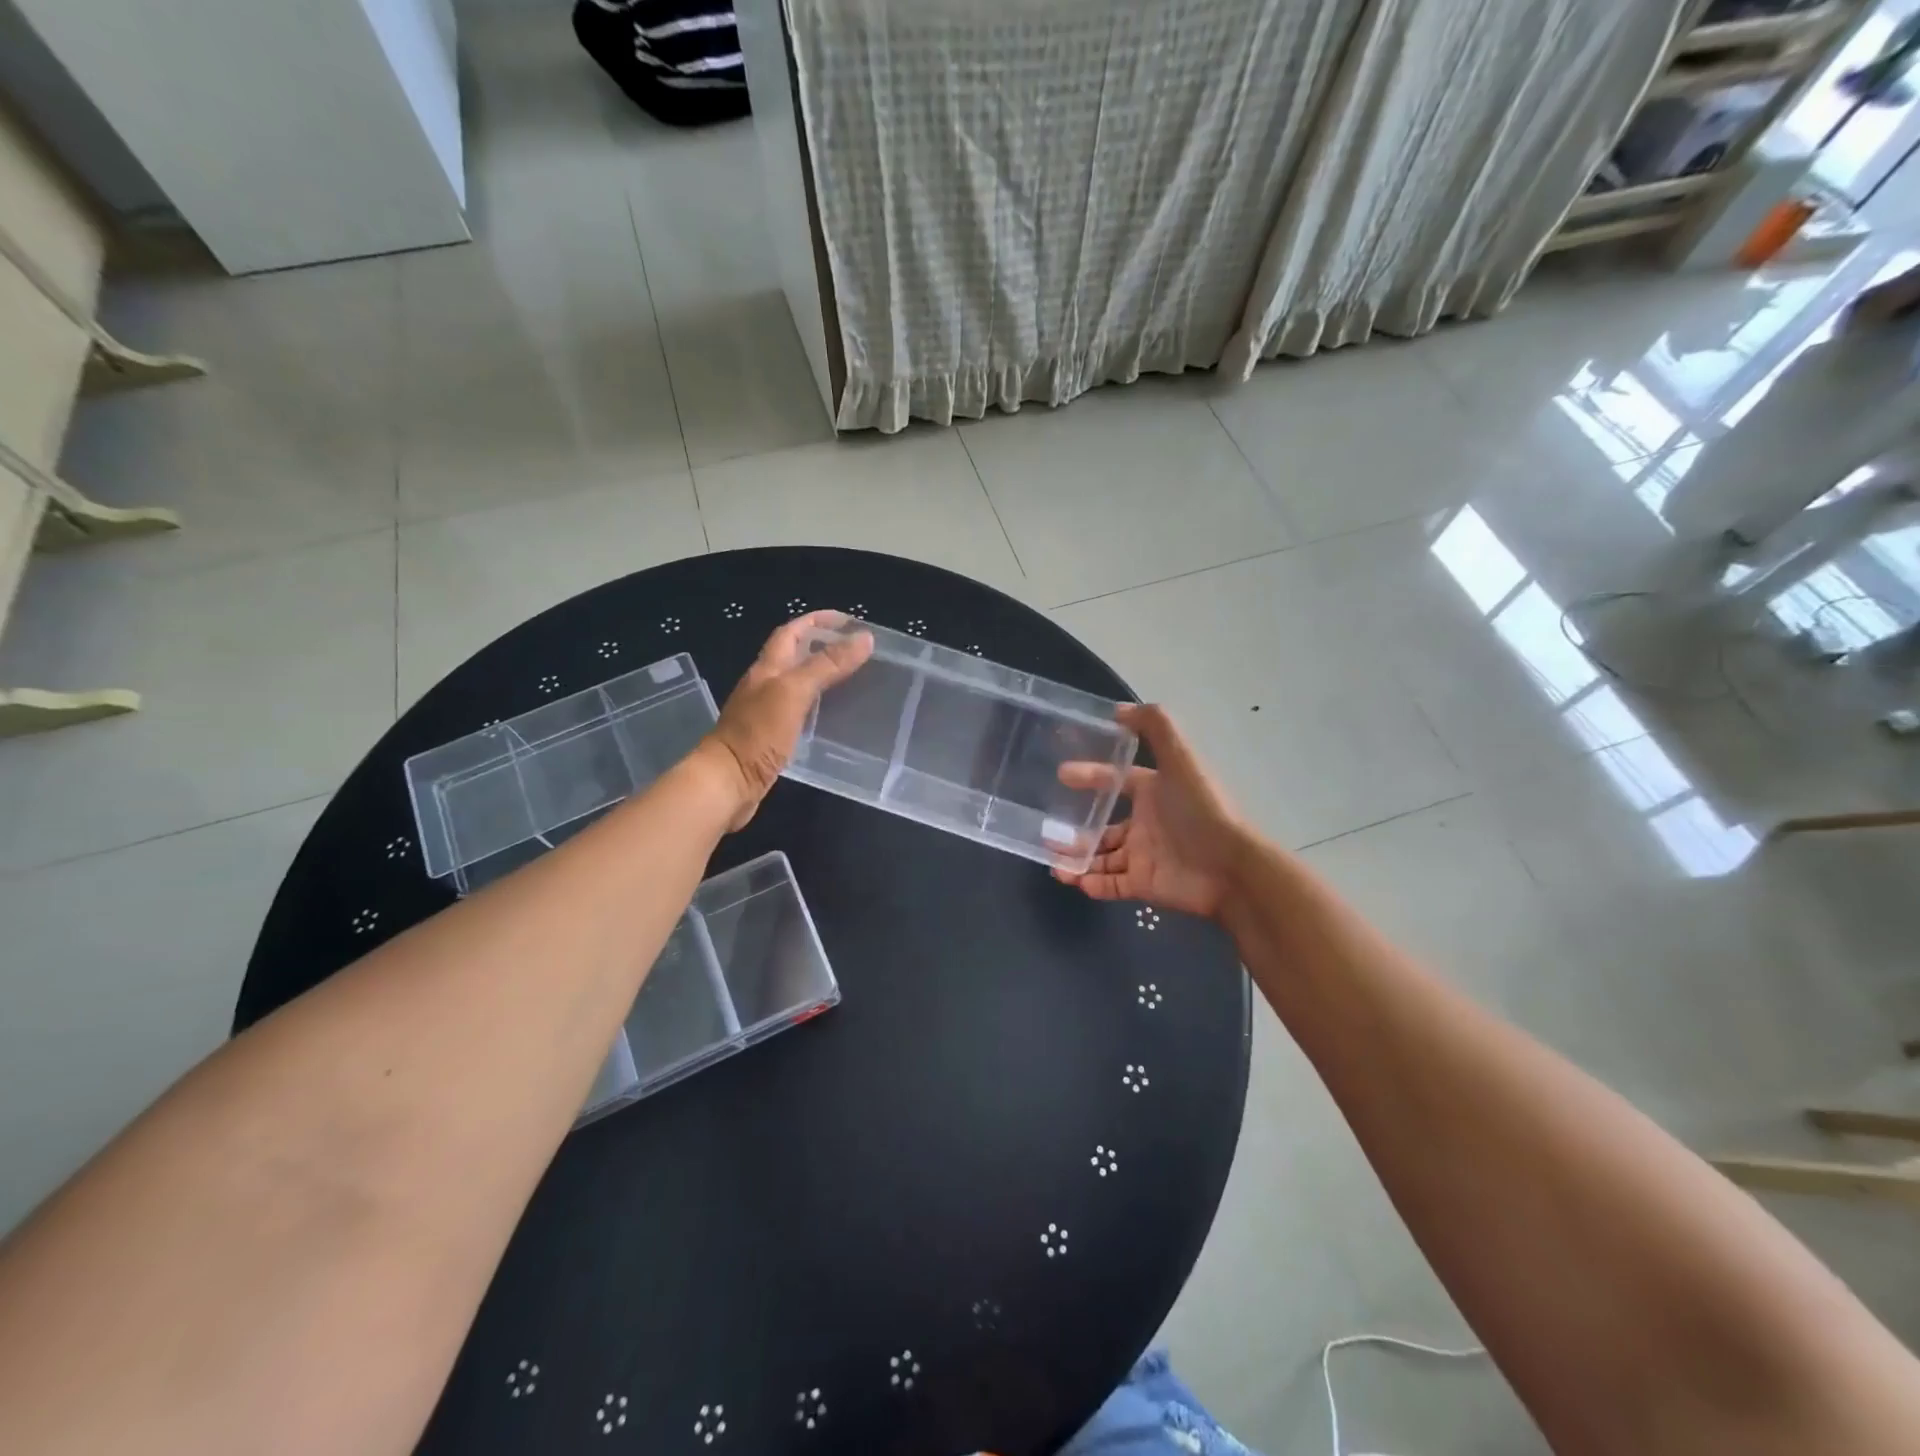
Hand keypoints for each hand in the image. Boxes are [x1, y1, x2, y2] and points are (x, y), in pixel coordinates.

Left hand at [702, 611, 872, 828]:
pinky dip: (817, 705)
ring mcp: (766, 711)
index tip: (848, 621)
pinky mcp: (771, 736)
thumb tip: (863, 638)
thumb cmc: (758, 733)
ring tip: (853, 678)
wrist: (727, 782)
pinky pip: (798, 711)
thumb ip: (827, 665)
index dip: (817, 621)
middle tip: (856, 650)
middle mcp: (764, 685)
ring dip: (821, 675)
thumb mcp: (794, 692)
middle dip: (822, 646)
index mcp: (767, 668)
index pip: (792, 632)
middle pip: (793, 655)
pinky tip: (833, 715)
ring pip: (796, 683)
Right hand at [1052, 704, 1252, 919]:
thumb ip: (1154, 727)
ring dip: (1076, 858)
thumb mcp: (1181, 758)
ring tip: (1053, 861)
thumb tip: (1118, 709)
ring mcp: (1143, 856)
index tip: (1060, 774)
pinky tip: (1073, 879)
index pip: (1115, 781)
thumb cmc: (1202, 809)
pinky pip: (1110, 886)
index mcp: (1154, 792)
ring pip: (1100, 857)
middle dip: (1075, 829)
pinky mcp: (1144, 885)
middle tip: (1047, 830)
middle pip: (1102, 826)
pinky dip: (1091, 883)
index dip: (1090, 775)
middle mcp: (1146, 823)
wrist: (1230, 867)